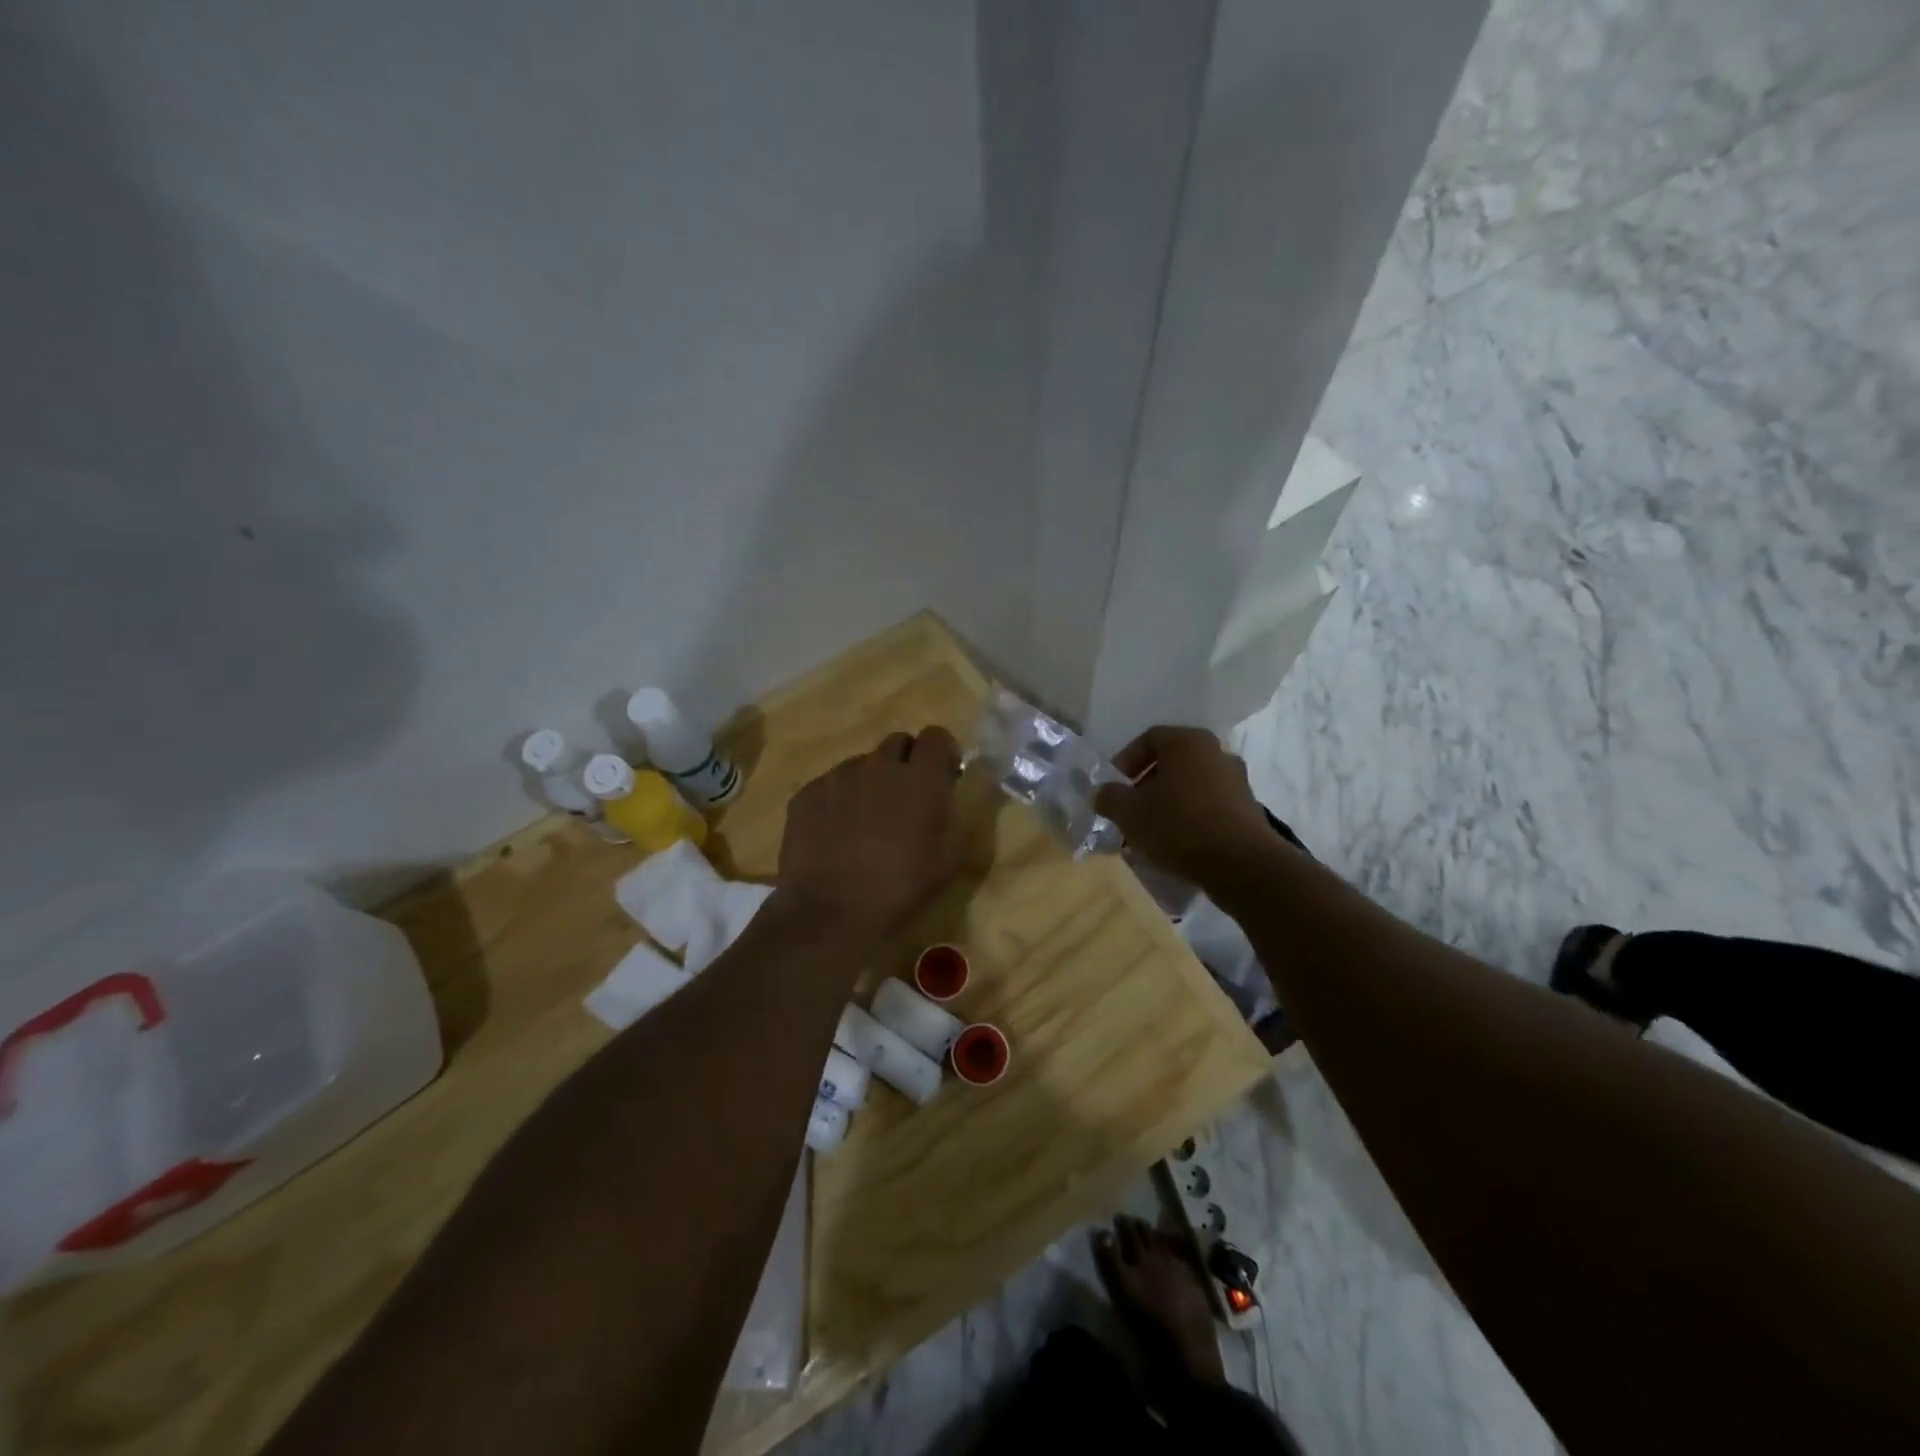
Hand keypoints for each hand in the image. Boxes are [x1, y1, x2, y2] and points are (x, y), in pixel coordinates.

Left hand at [776, 727, 962, 943]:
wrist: (831, 912)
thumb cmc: (901, 887)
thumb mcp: (949, 858)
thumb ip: (951, 814)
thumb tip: (944, 794)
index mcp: (920, 777)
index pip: (936, 736)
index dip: (942, 753)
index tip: (943, 775)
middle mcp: (879, 765)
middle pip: (897, 744)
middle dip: (906, 762)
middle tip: (905, 798)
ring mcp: (838, 776)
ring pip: (861, 765)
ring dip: (871, 782)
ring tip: (865, 821)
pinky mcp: (807, 794)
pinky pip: (830, 785)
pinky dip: (839, 800)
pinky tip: (836, 834)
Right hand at [1093, 725, 1275, 886]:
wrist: (1241, 864)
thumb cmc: (1178, 826)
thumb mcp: (1129, 812)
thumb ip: (1109, 797)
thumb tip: (1103, 793)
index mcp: (1187, 742)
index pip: (1148, 739)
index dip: (1125, 761)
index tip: (1114, 788)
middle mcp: (1215, 752)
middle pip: (1171, 763)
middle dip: (1145, 786)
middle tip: (1129, 810)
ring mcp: (1236, 780)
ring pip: (1190, 785)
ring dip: (1167, 804)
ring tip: (1150, 832)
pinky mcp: (1247, 808)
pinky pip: (1208, 806)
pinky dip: (1189, 818)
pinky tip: (1176, 844)